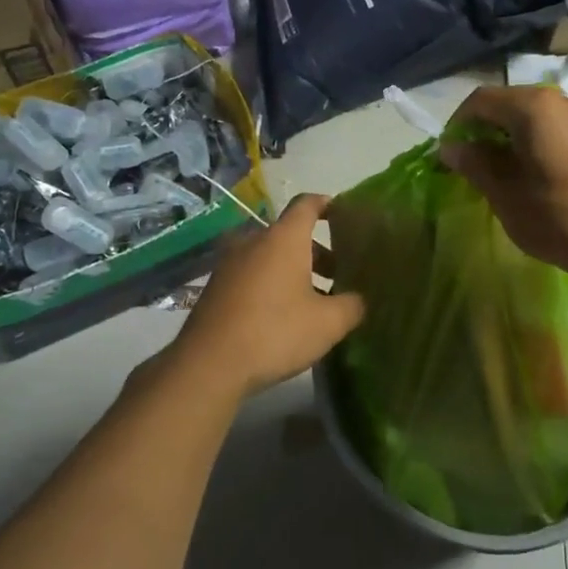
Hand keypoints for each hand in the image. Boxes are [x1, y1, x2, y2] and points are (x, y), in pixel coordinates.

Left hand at [171, 193, 364, 397]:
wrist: (209, 364)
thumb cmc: (275, 332)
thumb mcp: (328, 323)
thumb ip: (352, 305)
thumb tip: (358, 299)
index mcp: (284, 238)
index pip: (307, 204)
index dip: (329, 205)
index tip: (346, 216)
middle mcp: (254, 241)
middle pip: (290, 234)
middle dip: (317, 251)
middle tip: (339, 275)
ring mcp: (230, 263)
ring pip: (270, 256)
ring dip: (294, 270)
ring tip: (314, 299)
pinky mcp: (216, 286)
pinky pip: (252, 274)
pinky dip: (271, 283)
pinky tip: (283, 314)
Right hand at [440, 85, 567, 279]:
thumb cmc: (561, 217)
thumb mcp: (506, 195)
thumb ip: (475, 165)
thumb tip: (451, 148)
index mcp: (532, 108)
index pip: (480, 101)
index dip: (456, 125)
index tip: (447, 157)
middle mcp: (559, 101)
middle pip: (507, 104)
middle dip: (482, 131)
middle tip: (470, 168)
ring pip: (531, 117)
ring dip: (508, 139)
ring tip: (500, 176)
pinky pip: (554, 129)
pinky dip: (533, 144)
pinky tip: (533, 178)